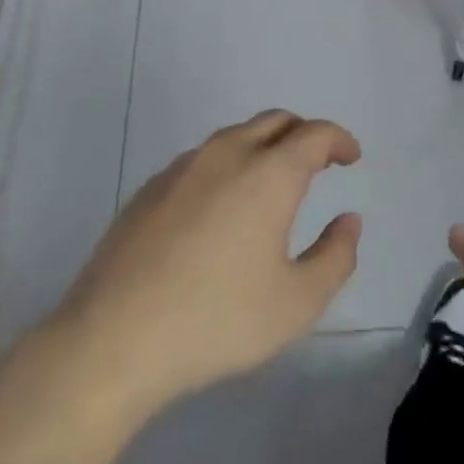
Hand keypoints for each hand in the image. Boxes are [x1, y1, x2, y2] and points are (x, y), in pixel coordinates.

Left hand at [47, 110, 361, 420]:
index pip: (314, 134)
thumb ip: (335, 257)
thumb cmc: (216, 320)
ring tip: (271, 183)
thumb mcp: (296, 304)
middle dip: (303, 134)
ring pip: (235, 136)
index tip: (351, 157)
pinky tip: (220, 208)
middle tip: (318, 161)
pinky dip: (227, 166)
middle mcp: (227, 154)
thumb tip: (349, 221)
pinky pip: (202, 160)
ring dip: (263, 146)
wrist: (112, 341)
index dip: (339, 140)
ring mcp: (183, 167)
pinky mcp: (149, 188)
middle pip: (275, 121)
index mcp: (269, 173)